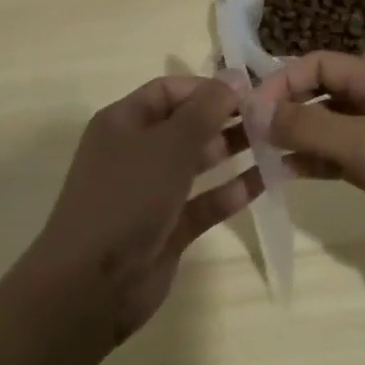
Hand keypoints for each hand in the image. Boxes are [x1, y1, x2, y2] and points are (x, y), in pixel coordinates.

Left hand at [28, 76, 262, 344]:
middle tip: (270, 118)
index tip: (249, 91)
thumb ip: (205, 110)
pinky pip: (203, 202)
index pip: (169, 90)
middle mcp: (135, 151)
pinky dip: (230, 192)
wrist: (90, 287)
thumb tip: (234, 77)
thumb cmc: (127, 198)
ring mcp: (151, 192)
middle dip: (224, 118)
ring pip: (197, 162)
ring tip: (275, 142)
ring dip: (231, 151)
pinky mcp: (167, 229)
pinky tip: (265, 181)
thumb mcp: (168, 145)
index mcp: (123, 122)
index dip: (207, 87)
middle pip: (186, 124)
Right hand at [257, 53, 364, 276]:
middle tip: (246, 134)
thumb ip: (310, 125)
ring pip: (325, 126)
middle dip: (284, 108)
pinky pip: (336, 157)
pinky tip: (285, 176)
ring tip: (258, 156)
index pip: (315, 64)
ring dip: (294, 137)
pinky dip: (312, 162)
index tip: (249, 111)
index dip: (281, 82)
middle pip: (318, 92)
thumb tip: (257, 111)